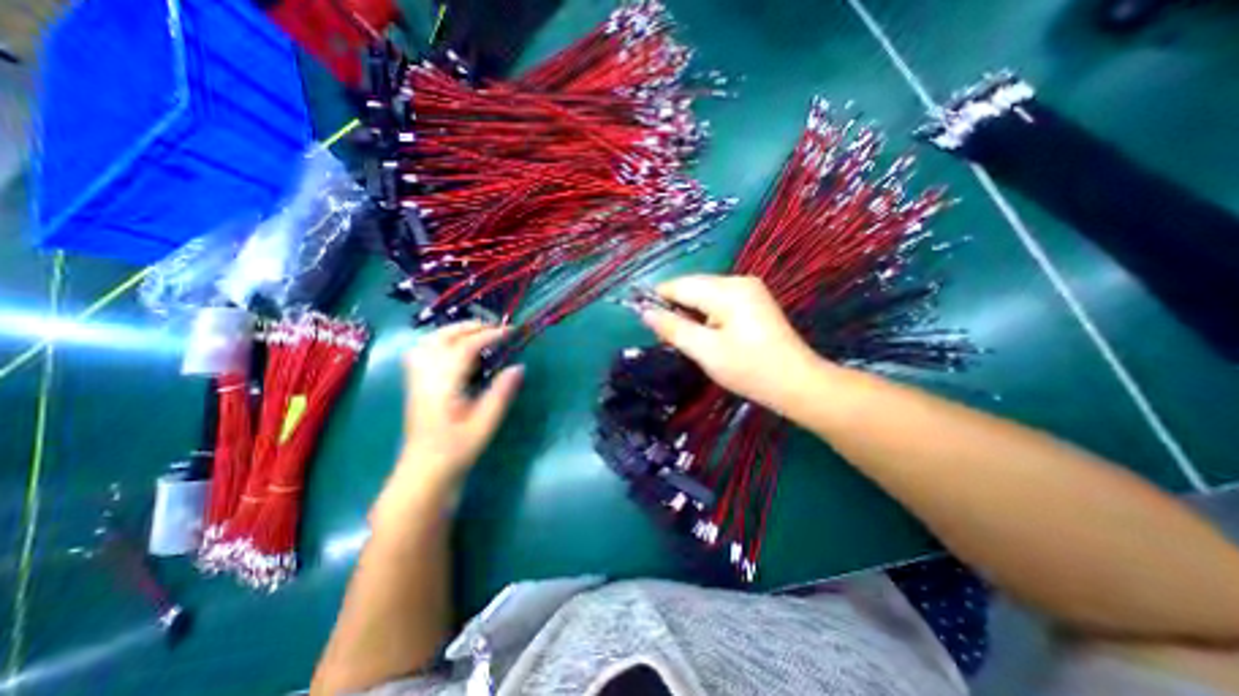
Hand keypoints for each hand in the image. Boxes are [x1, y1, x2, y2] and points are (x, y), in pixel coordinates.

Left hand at [390, 323, 520, 491]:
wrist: (424, 472)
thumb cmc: (457, 450)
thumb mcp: (485, 423)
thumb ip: (502, 393)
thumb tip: (519, 366)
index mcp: (443, 384)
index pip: (465, 347)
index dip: (489, 335)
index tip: (511, 331)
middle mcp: (425, 375)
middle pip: (443, 337)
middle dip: (471, 327)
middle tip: (497, 329)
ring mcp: (417, 378)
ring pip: (430, 341)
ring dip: (454, 331)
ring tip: (478, 333)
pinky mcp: (416, 383)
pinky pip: (424, 351)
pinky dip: (441, 341)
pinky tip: (455, 349)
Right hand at [640, 273, 830, 409]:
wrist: (798, 384)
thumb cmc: (750, 369)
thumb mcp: (706, 351)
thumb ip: (674, 328)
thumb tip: (645, 312)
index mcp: (727, 290)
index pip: (680, 285)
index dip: (658, 298)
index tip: (642, 316)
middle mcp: (739, 281)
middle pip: (693, 287)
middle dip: (676, 307)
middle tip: (666, 336)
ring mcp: (749, 290)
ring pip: (705, 294)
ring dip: (690, 312)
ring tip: (686, 338)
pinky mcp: (754, 301)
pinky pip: (719, 301)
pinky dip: (706, 315)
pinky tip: (706, 334)